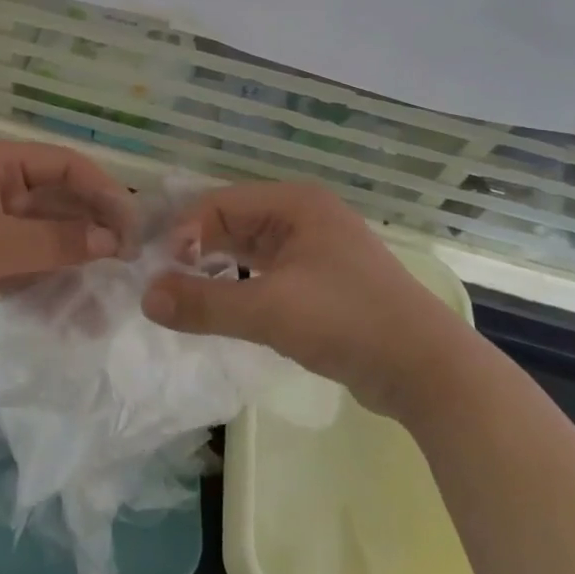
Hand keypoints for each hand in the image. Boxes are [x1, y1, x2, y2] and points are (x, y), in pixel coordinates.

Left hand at [0, 139, 135, 347]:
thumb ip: (54, 242)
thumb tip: (111, 242)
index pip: (64, 165)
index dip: (101, 190)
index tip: (131, 225)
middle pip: (55, 203)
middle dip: (89, 230)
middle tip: (127, 263)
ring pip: (40, 239)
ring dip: (70, 261)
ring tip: (106, 292)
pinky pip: (21, 267)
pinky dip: (43, 283)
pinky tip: (70, 307)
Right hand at [142, 182, 463, 417]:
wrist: (428, 370)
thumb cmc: (348, 322)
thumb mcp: (270, 311)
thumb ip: (205, 304)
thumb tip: (146, 298)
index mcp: (295, 204)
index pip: (221, 202)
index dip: (185, 231)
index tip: (159, 268)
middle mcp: (304, 216)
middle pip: (234, 221)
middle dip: (197, 248)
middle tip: (163, 280)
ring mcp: (316, 248)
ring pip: (250, 248)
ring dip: (217, 267)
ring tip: (185, 294)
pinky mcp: (322, 280)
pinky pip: (267, 271)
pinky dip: (241, 284)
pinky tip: (223, 306)